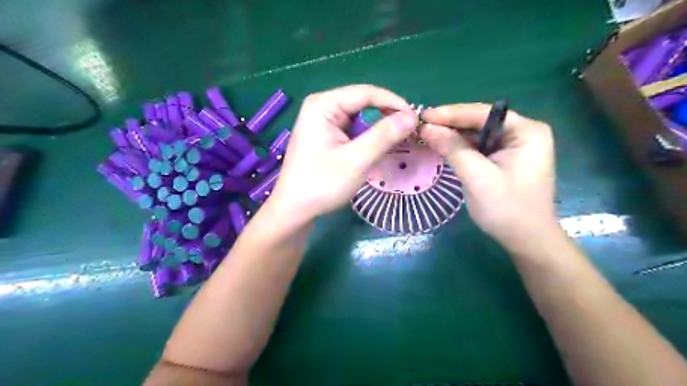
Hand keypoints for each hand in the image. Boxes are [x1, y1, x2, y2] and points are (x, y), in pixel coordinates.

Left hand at [268, 84, 417, 222]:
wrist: (294, 211)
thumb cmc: (321, 184)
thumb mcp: (356, 160)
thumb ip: (384, 135)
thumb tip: (412, 116)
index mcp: (324, 104)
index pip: (367, 93)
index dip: (394, 103)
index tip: (416, 120)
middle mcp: (322, 107)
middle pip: (363, 104)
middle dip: (386, 118)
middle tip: (409, 135)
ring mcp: (322, 123)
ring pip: (360, 119)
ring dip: (378, 132)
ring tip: (396, 145)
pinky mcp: (325, 137)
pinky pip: (352, 131)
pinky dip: (367, 140)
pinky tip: (376, 152)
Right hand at [419, 102, 557, 246]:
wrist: (526, 240)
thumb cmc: (507, 209)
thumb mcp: (477, 177)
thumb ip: (452, 149)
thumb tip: (426, 128)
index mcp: (526, 131)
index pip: (482, 113)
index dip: (450, 114)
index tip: (423, 116)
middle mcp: (522, 132)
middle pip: (479, 121)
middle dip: (450, 124)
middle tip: (420, 126)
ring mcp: (513, 146)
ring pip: (476, 134)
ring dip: (452, 136)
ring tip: (425, 134)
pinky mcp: (504, 159)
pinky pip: (478, 147)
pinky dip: (459, 148)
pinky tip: (441, 147)